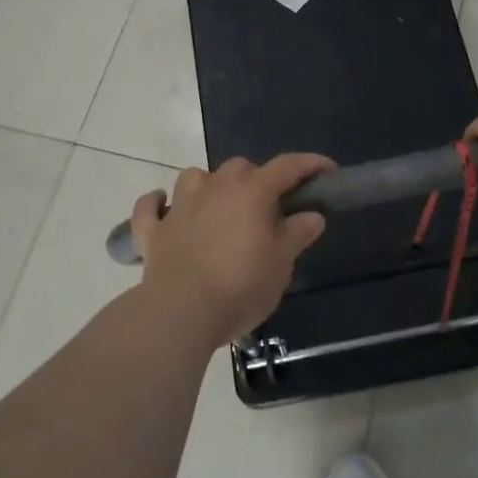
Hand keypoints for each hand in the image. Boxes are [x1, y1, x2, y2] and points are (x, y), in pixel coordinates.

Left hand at [128, 154, 333, 348]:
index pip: (287, 166)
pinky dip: (157, 204)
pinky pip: (150, 207)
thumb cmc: (240, 286)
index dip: (310, 165)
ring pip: (195, 177)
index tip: (327, 171)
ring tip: (220, 206)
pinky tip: (164, 207)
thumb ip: (297, 235)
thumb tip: (312, 215)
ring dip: (210, 184)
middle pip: (240, 167)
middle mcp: (215, 188)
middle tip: (270, 208)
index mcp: (251, 192)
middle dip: (258, 179)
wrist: (180, 312)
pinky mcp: (153, 231)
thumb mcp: (280, 264)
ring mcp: (179, 207)